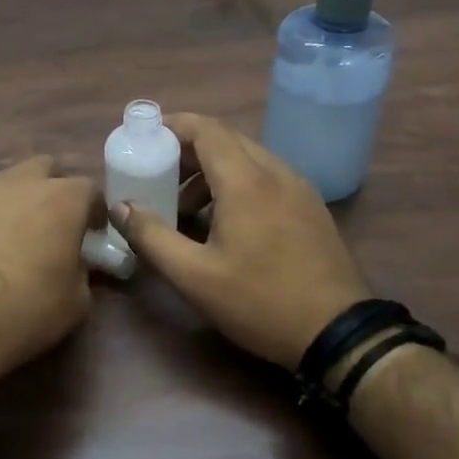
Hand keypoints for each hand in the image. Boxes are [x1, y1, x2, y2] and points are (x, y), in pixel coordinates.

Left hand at [0, 156, 98, 398]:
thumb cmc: (22, 310)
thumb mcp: (74, 304)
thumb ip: (82, 274)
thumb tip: (76, 267)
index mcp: (60, 199)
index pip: (90, 190)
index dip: (94, 213)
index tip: (92, 237)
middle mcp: (18, 184)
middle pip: (44, 170)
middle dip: (53, 191)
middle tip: (53, 227)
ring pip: (4, 185)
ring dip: (14, 204)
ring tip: (12, 243)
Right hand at [110, 114, 368, 369]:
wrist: (338, 332)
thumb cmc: (259, 301)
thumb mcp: (194, 276)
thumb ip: (151, 237)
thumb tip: (120, 207)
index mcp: (246, 181)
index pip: (205, 129)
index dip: (172, 126)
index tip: (144, 139)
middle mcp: (275, 172)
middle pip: (226, 140)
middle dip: (187, 150)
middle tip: (157, 175)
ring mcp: (299, 188)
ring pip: (248, 158)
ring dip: (212, 170)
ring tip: (186, 207)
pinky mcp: (311, 207)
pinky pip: (267, 177)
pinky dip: (238, 183)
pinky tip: (225, 222)